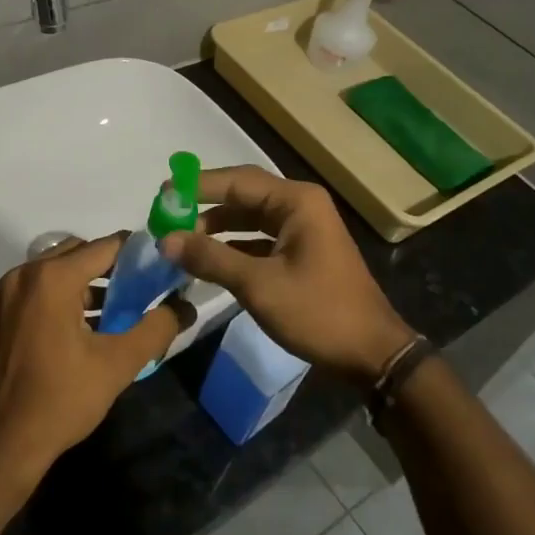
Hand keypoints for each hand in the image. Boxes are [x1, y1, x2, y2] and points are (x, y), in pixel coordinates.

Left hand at [0, 235, 190, 482]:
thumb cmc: (61, 400)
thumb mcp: (118, 364)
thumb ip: (156, 329)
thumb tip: (184, 307)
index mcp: (51, 278)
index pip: (103, 247)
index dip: (133, 252)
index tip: (155, 265)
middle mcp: (20, 276)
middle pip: (72, 253)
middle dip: (104, 267)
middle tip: (132, 290)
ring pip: (47, 273)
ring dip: (76, 284)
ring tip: (104, 314)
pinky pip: (25, 294)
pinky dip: (48, 301)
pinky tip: (64, 333)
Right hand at [160, 166, 413, 387]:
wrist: (372, 353)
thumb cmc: (318, 312)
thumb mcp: (258, 285)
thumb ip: (211, 258)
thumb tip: (166, 239)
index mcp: (296, 201)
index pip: (237, 181)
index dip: (197, 187)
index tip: (162, 195)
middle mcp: (300, 205)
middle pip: (243, 194)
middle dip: (205, 205)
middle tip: (167, 215)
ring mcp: (304, 229)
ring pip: (250, 217)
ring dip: (218, 227)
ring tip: (181, 239)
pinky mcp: (302, 252)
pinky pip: (260, 238)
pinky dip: (234, 245)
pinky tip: (209, 259)